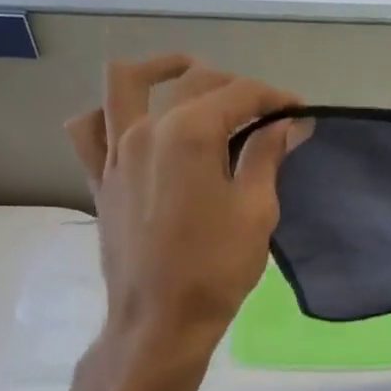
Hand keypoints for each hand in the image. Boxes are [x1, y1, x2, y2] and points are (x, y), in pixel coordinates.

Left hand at [64, 56, 306, 352]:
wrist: (160, 320)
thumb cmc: (216, 269)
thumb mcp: (256, 211)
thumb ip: (267, 156)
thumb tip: (287, 123)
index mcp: (189, 134)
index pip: (239, 94)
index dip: (275, 97)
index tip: (300, 111)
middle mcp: (145, 129)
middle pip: (193, 82)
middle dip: (237, 86)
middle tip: (266, 111)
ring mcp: (114, 152)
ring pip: (124, 84)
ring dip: (159, 69)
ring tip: (187, 76)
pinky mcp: (100, 178)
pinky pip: (90, 128)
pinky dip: (108, 113)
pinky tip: (132, 122)